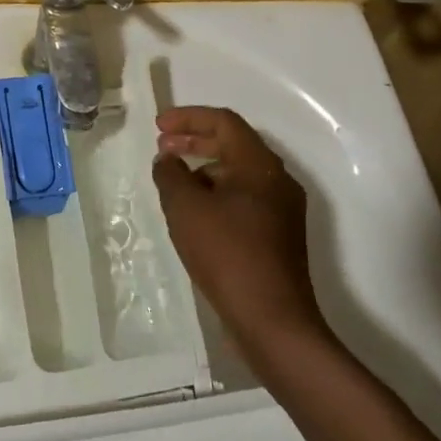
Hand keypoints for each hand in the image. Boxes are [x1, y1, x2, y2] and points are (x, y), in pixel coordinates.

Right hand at [153, 106, 330, 360]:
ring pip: (238, 175)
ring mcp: (281, 211)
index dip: (188, 118)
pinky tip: (194, 215)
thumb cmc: (228, 254)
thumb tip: (168, 161)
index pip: (224, 122)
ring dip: (204, 170)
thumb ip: (171, 175)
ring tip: (173, 183)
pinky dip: (216, 195)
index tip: (159, 126)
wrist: (273, 322)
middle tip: (162, 148)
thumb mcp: (186, 208)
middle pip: (233, 145)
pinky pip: (243, 200)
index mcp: (260, 165)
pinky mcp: (278, 237)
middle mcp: (277, 181)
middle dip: (195, 141)